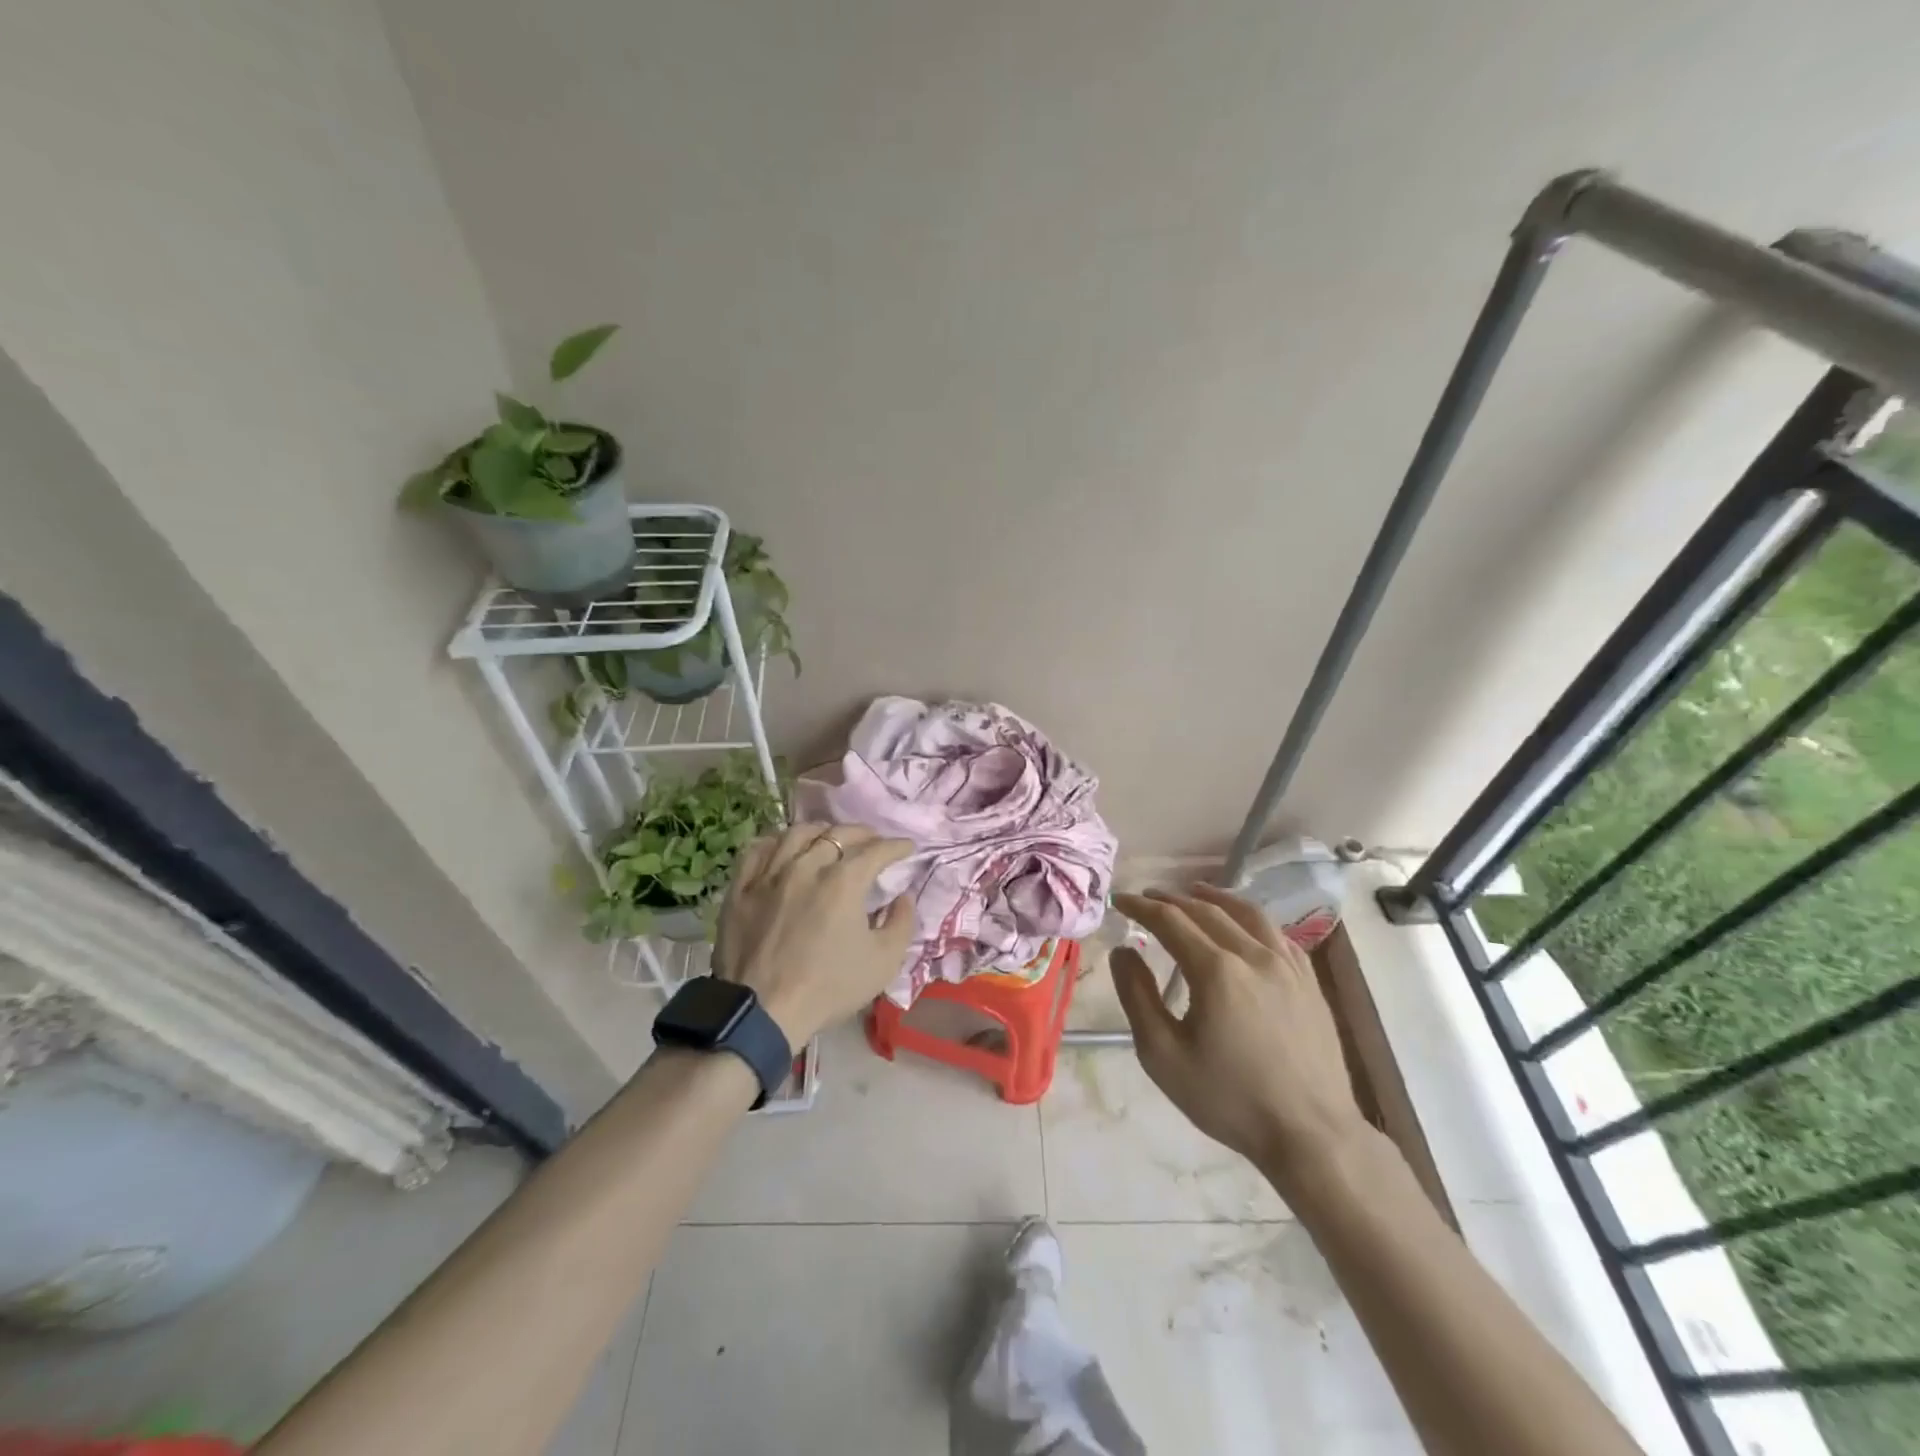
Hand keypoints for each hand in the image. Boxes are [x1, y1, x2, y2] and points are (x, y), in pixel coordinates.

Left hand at [713, 823, 915, 1044]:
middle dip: (862, 833)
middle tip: (873, 840)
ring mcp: (769, 875)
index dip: (896, 846)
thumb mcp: (883, 962)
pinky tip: (783, 848)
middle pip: (837, 834)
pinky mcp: (741, 888)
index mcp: (843, 882)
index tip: (906, 847)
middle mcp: (806, 867)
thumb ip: (901, 923)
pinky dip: (776, 843)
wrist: (763, 1012)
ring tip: (829, 838)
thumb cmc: (828, 988)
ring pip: (796, 834)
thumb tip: (903, 897)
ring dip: (820, 832)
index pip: (876, 850)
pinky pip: (757, 851)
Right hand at [1111, 885, 1371, 1196]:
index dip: (1140, 906)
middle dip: (1172, 899)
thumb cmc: (1229, 1099)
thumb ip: (1137, 996)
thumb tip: (1123, 951)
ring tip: (1195, 891)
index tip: (1119, 900)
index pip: (1170, 920)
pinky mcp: (1309, 981)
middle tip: (1148, 897)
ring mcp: (1287, 965)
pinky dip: (1251, 919)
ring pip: (1247, 913)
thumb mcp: (1163, 1055)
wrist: (1311, 1134)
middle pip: (1206, 910)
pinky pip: (1277, 934)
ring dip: (1214, 897)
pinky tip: (1244, 925)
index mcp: (1215, 970)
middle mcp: (1253, 954)